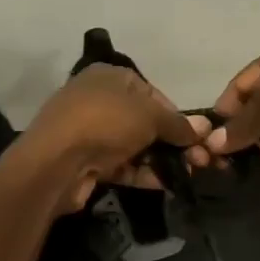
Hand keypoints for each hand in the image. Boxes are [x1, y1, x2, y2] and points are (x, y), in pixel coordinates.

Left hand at [16, 64, 208, 211]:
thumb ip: (178, 123)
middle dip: (172, 141)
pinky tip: (165, 184)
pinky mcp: (86, 161)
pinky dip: (142, 173)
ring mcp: (90, 132)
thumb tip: (204, 129)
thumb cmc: (105, 123)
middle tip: (199, 160)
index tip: (195, 135)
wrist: (55, 162)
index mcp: (109, 76)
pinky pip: (121, 165)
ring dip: (161, 159)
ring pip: (134, 145)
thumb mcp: (149, 116)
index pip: (152, 93)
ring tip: (188, 174)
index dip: (176, 114)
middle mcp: (98, 100)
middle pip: (144, 121)